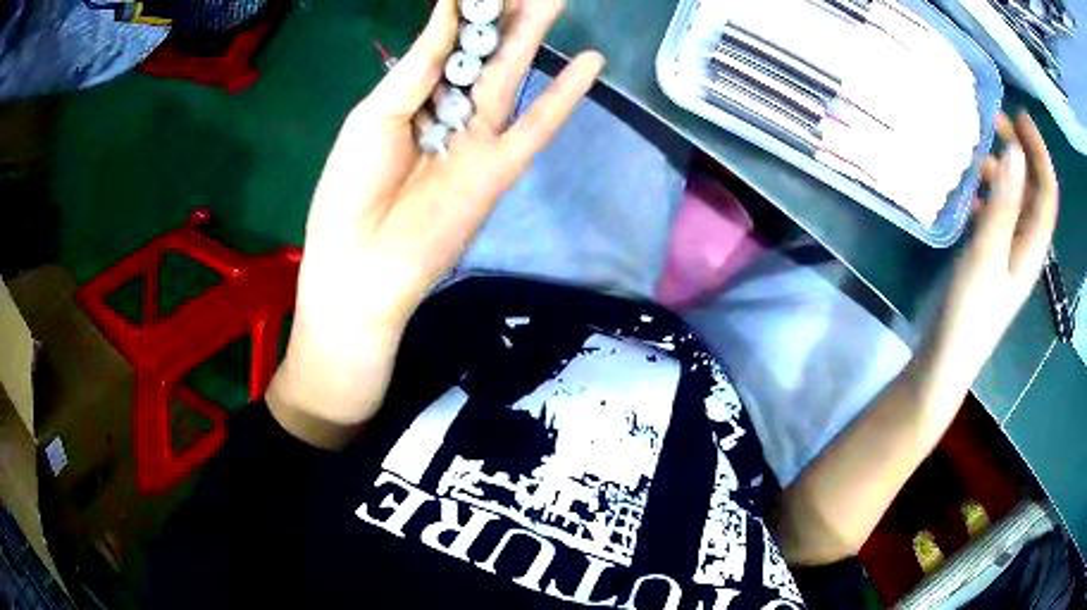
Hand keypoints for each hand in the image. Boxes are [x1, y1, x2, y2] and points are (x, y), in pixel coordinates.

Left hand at [267, 0, 604, 447]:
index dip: (466, 11)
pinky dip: (565, 95)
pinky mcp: (500, 167)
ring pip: (512, 76)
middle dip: (505, 16)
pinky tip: (592, 64)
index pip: (446, 43)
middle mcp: (448, 110)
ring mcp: (479, 138)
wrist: (362, 265)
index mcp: (411, 98)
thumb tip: (447, 9)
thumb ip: (418, 64)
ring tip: (556, 0)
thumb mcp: (376, 114)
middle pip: (483, 53)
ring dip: (534, 38)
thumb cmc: (350, 188)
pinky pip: (538, 125)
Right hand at [932, 112, 1058, 380]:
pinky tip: (969, 190)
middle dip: (1020, 152)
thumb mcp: (988, 254)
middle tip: (994, 121)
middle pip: (1033, 191)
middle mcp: (1026, 244)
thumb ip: (1004, 204)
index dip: (1039, 151)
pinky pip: (999, 214)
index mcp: (1033, 244)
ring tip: (976, 151)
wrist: (948, 360)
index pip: (1046, 190)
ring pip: (1015, 200)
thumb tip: (1015, 152)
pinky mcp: (992, 258)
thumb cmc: (971, 311)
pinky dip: (989, 193)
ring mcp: (1009, 252)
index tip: (1019, 115)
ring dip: (1002, 170)